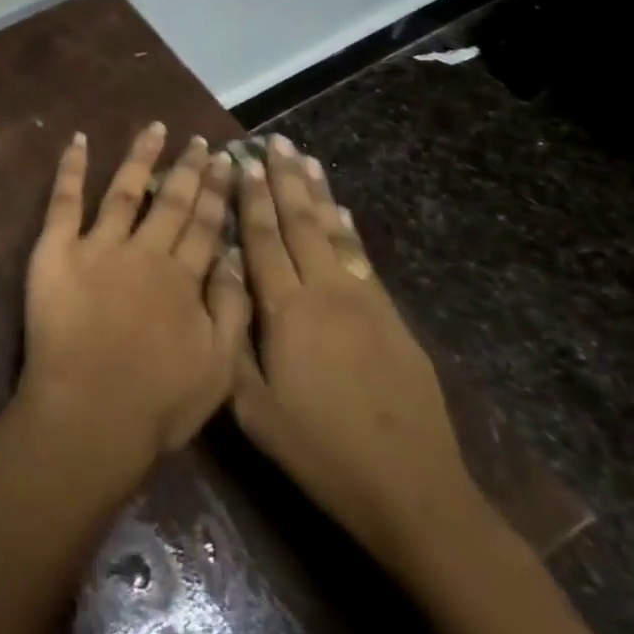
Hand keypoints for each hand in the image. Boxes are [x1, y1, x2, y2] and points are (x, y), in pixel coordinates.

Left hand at [19, 124, 249, 477]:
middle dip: (189, 169)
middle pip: (172, 203)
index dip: (218, 193)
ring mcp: (99, 246)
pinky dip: (71, 168)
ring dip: (142, 158)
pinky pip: (64, 201)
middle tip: (200, 141)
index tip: (228, 164)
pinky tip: (79, 140)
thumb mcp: (219, 368)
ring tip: (155, 128)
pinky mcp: (57, 249)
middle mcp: (145, 252)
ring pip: (126, 190)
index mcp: (184, 279)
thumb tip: (236, 259)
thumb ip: (232, 310)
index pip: (206, 226)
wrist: (90, 411)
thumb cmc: (157, 402)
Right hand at [229, 136, 493, 577]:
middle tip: (271, 141)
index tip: (239, 161)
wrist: (413, 492)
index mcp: (287, 311)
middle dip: (283, 180)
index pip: (262, 239)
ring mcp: (366, 304)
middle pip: (300, 224)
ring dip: (318, 193)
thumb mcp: (253, 407)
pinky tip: (343, 211)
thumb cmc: (318, 450)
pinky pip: (364, 259)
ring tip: (305, 158)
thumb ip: (231, 337)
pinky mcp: (393, 320)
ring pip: (335, 233)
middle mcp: (327, 294)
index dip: (250, 198)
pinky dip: (349, 229)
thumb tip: (220, 277)